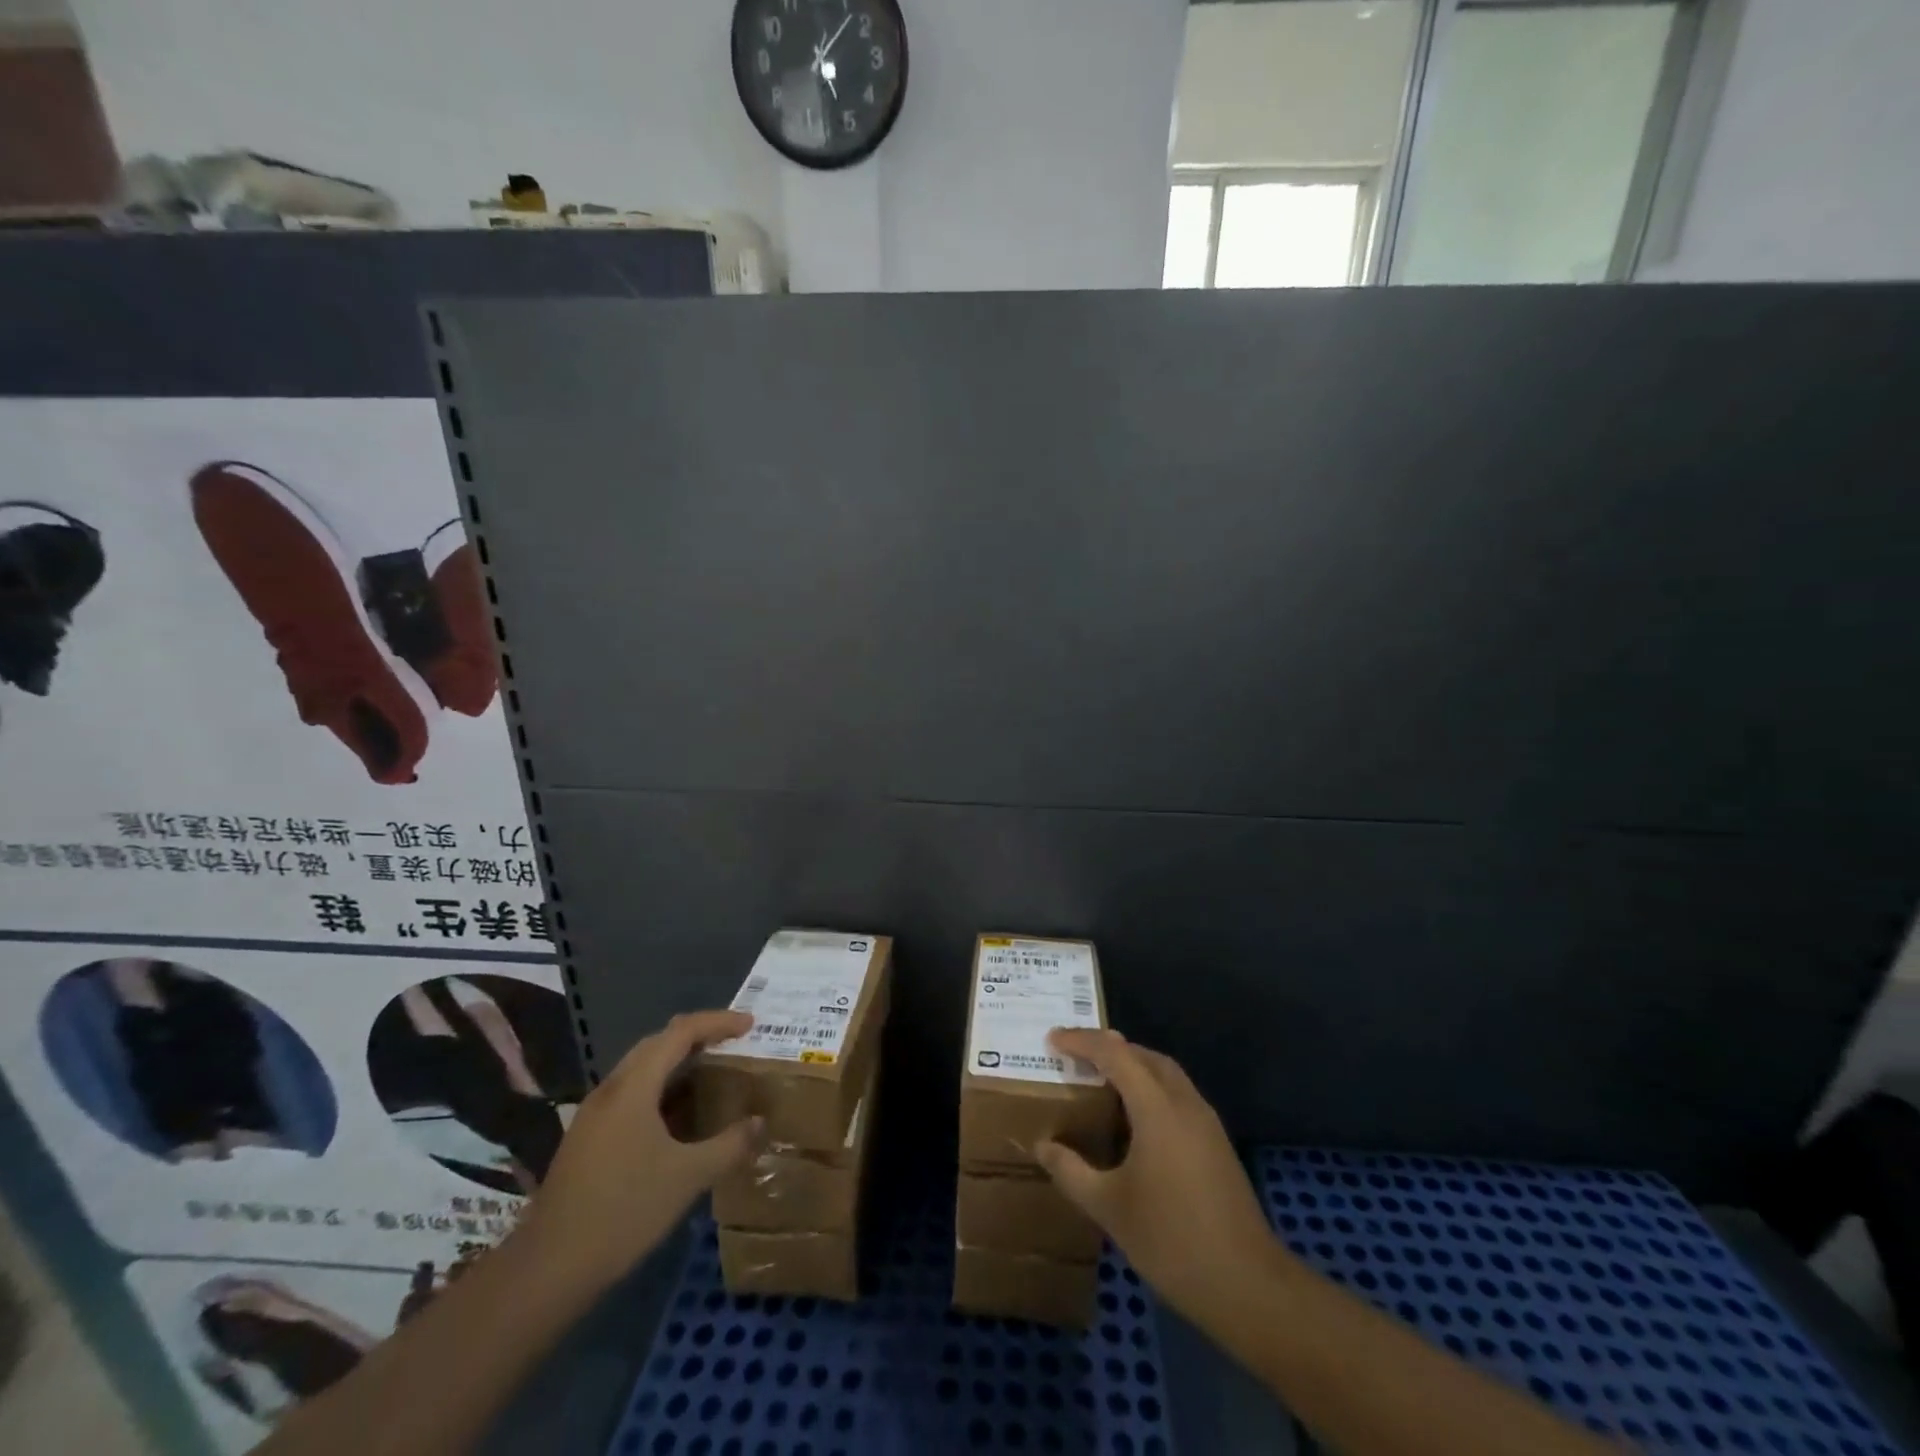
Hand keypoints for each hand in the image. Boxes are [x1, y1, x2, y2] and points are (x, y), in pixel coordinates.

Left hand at [517, 1010, 761, 1290]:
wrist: (548, 1269)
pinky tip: (680, 1118)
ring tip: (713, 1074)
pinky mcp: (588, 1138)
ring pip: (643, 1069)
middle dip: (699, 1036)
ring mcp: (595, 1115)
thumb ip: (730, 1145)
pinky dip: (662, 1090)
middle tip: (734, 1044)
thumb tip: (761, 1122)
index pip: (681, 1033)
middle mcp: (611, 1089)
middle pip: (659, 1043)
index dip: (718, 1022)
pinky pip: (633, 1094)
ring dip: (679, 1064)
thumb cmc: (623, 1210)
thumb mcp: (688, 1176)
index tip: (750, 1024)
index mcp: (634, 1087)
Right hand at [1037, 1028, 1285, 1321]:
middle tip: (1075, 1054)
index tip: (1053, 1039)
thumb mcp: (1109, 1207)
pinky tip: (1134, 1118)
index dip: (1082, 1041)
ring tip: (1100, 1078)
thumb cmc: (1171, 1240)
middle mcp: (1184, 1103)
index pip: (1115, 1054)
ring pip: (1165, 1073)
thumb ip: (1071, 1171)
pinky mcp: (1216, 1143)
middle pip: (1144, 1055)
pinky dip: (1150, 1088)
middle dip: (1109, 1048)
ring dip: (1133, 1065)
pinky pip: (1177, 1094)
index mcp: (1157, 1108)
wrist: (1247, 1285)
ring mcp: (1206, 1122)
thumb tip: (1042, 1145)